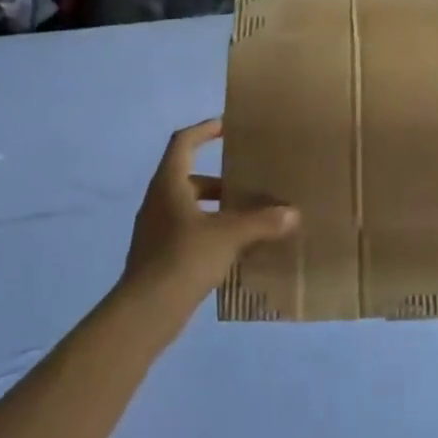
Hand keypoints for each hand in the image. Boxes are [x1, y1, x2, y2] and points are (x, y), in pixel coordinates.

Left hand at [119, 119, 298, 313]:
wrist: (146, 311)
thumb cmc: (184, 258)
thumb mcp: (228, 235)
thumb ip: (261, 221)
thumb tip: (292, 213)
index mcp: (169, 183)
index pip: (183, 142)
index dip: (204, 130)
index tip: (226, 127)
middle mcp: (158, 201)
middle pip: (190, 177)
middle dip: (222, 180)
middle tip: (251, 184)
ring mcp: (156, 229)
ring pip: (190, 207)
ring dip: (217, 208)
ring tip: (249, 218)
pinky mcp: (159, 255)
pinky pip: (188, 231)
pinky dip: (211, 231)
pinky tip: (234, 248)